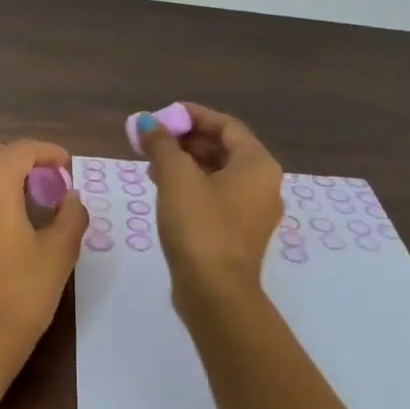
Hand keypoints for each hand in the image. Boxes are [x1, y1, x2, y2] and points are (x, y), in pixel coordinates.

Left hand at [0, 139, 88, 385]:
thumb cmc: (22, 293)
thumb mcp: (59, 252)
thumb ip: (71, 215)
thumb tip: (71, 198)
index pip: (20, 150)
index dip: (48, 152)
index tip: (68, 167)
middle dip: (23, 159)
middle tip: (49, 180)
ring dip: (3, 174)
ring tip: (33, 199)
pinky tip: (11, 218)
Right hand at [135, 103, 283, 317]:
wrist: (215, 293)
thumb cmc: (200, 226)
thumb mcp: (176, 177)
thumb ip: (161, 144)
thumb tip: (145, 121)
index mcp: (258, 164)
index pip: (226, 125)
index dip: (193, 116)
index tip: (163, 115)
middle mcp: (264, 184)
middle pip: (224, 148)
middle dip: (186, 140)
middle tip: (153, 139)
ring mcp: (254, 212)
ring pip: (219, 174)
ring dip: (186, 163)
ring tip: (152, 163)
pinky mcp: (239, 234)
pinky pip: (217, 197)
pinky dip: (193, 187)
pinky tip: (165, 190)